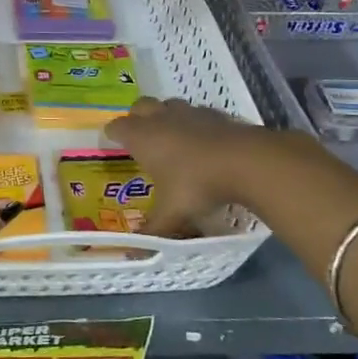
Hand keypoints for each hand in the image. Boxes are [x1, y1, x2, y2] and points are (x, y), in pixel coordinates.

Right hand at [101, 96, 279, 234]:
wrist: (246, 161)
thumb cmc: (197, 184)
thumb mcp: (172, 213)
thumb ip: (153, 230)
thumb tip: (134, 253)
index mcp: (142, 137)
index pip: (116, 127)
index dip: (112, 135)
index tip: (112, 144)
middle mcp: (161, 118)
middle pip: (140, 106)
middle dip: (137, 118)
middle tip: (140, 138)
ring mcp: (190, 112)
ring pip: (169, 105)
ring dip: (166, 116)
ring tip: (171, 138)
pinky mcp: (216, 114)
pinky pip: (197, 113)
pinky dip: (195, 123)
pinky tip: (203, 142)